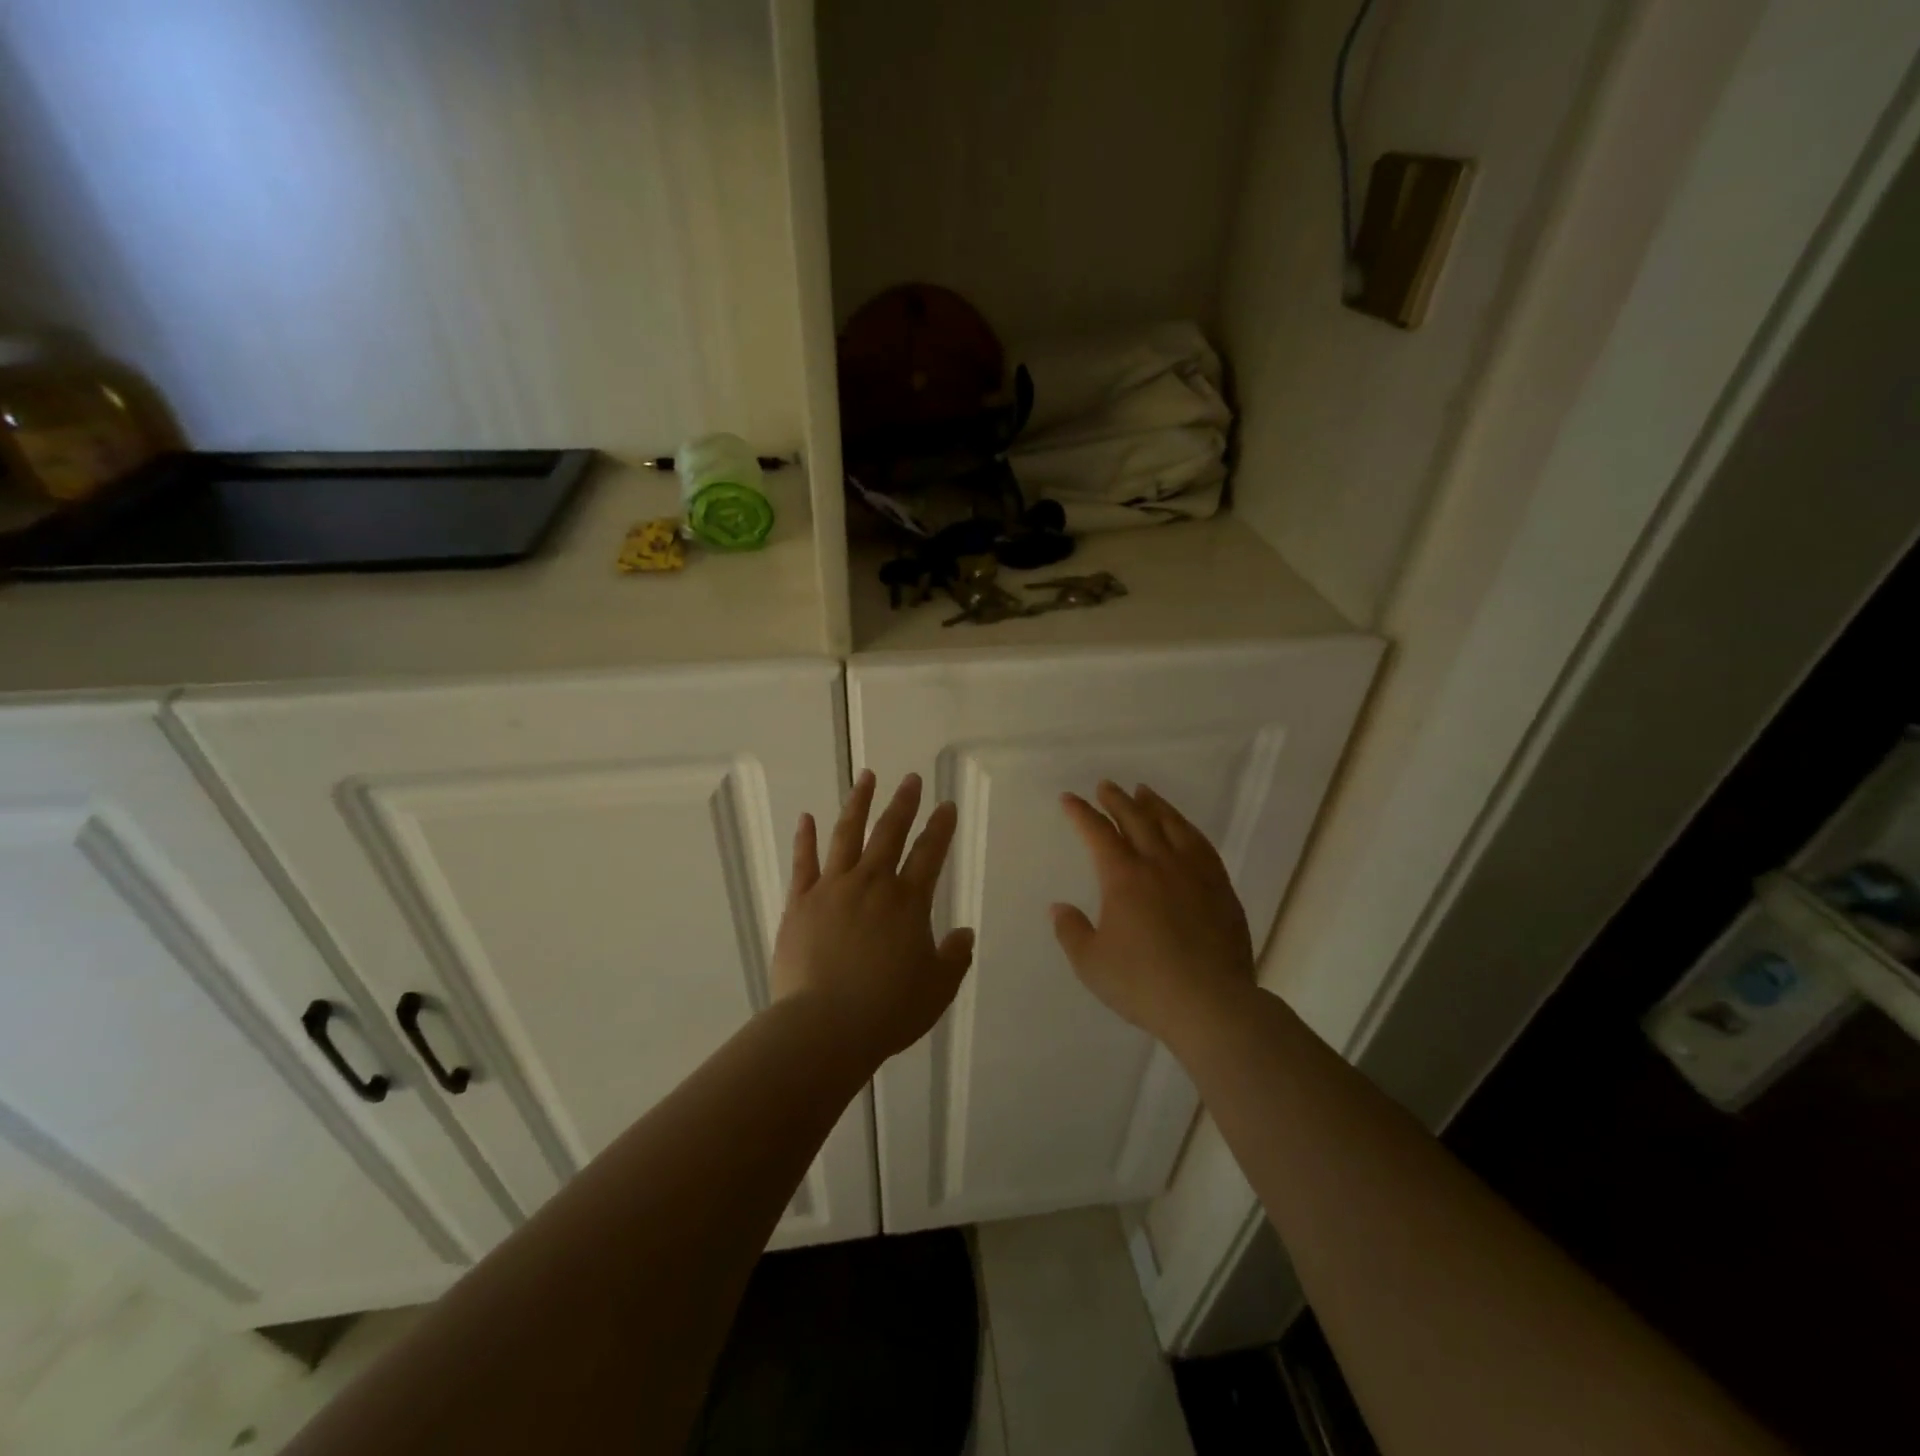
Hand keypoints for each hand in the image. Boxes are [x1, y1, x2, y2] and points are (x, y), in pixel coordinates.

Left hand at [771, 770, 974, 1060]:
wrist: (824, 1026)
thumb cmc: (888, 1010)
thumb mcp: (937, 989)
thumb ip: (954, 958)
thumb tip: (964, 933)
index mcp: (908, 902)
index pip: (930, 854)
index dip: (941, 828)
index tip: (947, 805)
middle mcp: (872, 884)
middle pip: (890, 833)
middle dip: (903, 803)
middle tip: (911, 778)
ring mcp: (832, 888)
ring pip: (847, 834)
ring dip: (858, 803)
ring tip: (866, 777)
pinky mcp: (800, 902)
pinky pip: (804, 862)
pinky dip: (805, 838)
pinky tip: (806, 817)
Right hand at [1051, 781, 1255, 1041]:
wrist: (1210, 1003)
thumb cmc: (1143, 983)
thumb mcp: (1091, 963)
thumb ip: (1071, 931)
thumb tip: (1059, 908)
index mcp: (1123, 877)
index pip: (1098, 833)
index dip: (1082, 813)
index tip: (1070, 798)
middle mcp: (1159, 863)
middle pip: (1136, 819)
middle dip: (1117, 800)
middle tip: (1106, 786)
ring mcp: (1194, 872)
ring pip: (1172, 825)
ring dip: (1154, 805)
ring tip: (1144, 792)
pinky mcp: (1221, 888)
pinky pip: (1201, 845)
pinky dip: (1186, 828)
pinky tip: (1183, 829)